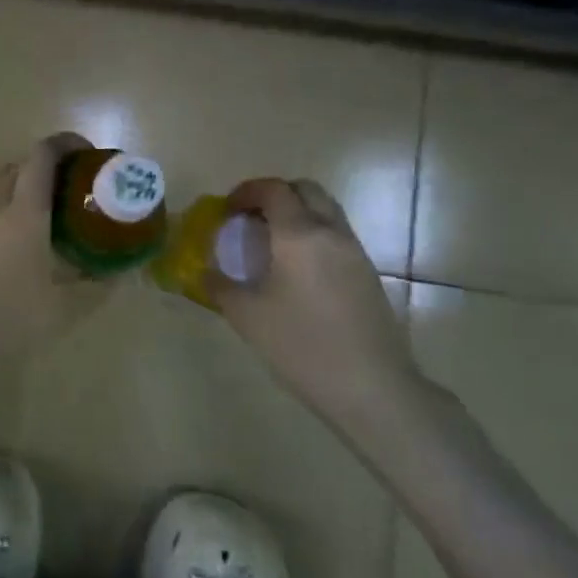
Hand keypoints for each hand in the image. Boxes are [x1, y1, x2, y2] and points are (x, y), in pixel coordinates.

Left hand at [0, 133, 108, 363]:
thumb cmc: (4, 319)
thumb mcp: (61, 311)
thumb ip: (95, 287)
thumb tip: (120, 273)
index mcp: (24, 212)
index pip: (43, 154)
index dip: (67, 143)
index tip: (88, 154)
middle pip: (21, 165)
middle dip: (47, 167)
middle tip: (70, 190)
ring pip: (0, 186)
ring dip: (23, 189)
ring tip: (45, 219)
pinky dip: (4, 211)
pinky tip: (13, 246)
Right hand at [211, 178, 424, 432]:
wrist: (372, 388)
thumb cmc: (302, 346)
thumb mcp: (247, 317)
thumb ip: (220, 287)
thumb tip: (205, 273)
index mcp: (299, 234)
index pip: (273, 190)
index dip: (247, 192)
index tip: (228, 209)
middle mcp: (331, 232)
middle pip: (305, 190)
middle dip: (275, 195)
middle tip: (252, 219)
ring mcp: (355, 252)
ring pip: (326, 211)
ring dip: (298, 213)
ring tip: (274, 244)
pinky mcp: (369, 274)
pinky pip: (338, 236)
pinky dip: (315, 236)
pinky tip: (300, 271)